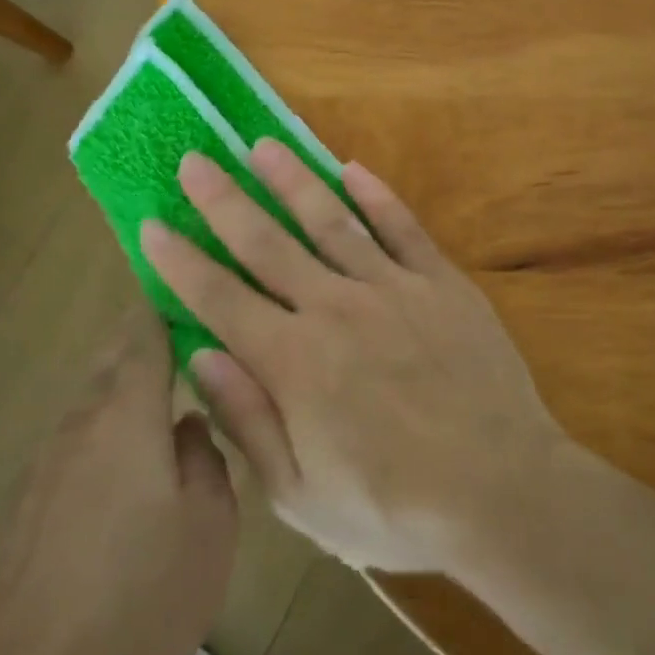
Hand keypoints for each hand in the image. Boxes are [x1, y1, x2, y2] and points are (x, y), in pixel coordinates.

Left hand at [0, 304, 236, 654]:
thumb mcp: (210, 522)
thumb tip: (188, 425)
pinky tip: (131, 475)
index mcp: (127, 409)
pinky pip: (78, 443)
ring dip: (128, 392)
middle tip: (193, 349)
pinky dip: (107, 436)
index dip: (167, 304)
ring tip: (170, 409)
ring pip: (93, 401)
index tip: (194, 293)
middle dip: (148, 344)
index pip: (143, 329)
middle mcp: (80, 420)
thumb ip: (206, 456)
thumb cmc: (141, 592)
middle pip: (112, 358)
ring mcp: (47, 461)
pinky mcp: (29, 503)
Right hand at [140, 141, 563, 572]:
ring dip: (292, 180)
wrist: (503, 493)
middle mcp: (334, 308)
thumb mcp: (302, 495)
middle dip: (223, 200)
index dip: (181, 261)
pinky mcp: (441, 283)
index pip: (220, 299)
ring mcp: (392, 288)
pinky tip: (352, 168)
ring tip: (262, 146)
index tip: (152, 224)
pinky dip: (376, 196)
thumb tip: (201, 355)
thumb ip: (249, 419)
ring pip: (330, 221)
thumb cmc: (395, 509)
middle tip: (194, 160)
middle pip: (267, 243)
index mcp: (294, 361)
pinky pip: (402, 228)